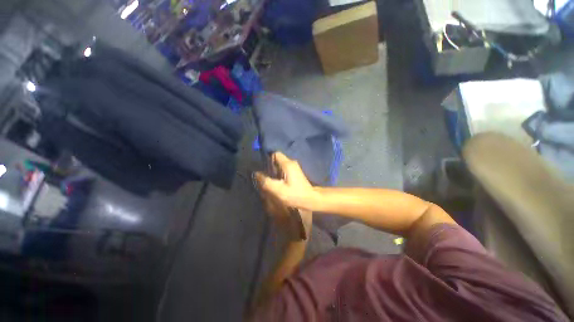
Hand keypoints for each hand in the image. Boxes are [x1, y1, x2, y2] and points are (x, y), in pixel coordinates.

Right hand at [254, 152, 317, 210]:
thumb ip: (266, 182)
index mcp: (288, 164)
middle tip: (264, 175)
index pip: (275, 154)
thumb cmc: (295, 195)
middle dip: (269, 166)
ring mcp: (294, 167)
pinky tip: (276, 182)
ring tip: (269, 179)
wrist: (310, 199)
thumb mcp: (279, 190)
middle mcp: (291, 162)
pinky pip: (283, 169)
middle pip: (277, 159)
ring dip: (274, 171)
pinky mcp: (295, 172)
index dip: (267, 159)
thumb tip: (256, 173)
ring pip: (280, 165)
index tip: (262, 167)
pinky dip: (278, 174)